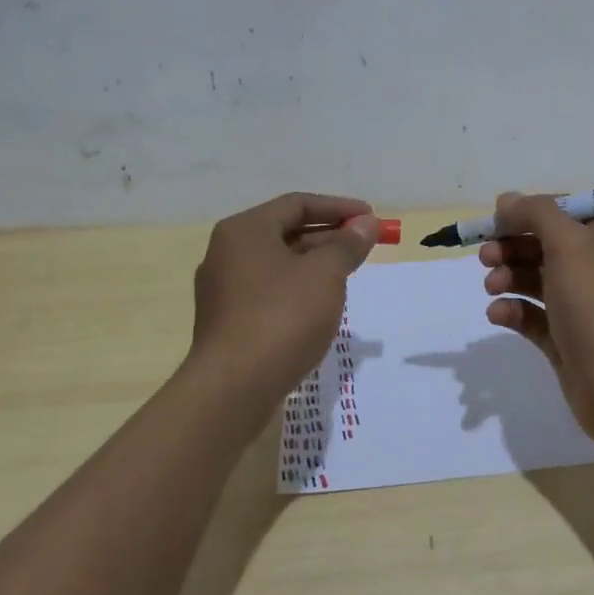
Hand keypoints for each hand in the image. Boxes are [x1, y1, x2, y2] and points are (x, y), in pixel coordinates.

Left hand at [190, 192, 380, 417]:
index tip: (370, 218)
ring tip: (349, 274)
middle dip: (329, 236)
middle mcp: (227, 253)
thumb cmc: (282, 317)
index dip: (339, 208)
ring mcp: (223, 290)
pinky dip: (298, 289)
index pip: (297, 204)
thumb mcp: (325, 274)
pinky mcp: (228, 322)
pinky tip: (322, 305)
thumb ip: (348, 244)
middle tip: (364, 246)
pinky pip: (270, 291)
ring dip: (316, 264)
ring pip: (279, 264)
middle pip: (286, 232)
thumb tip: (366, 224)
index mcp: (245, 230)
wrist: (233, 390)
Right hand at [480, 192, 593, 450]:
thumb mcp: (570, 244)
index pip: (564, 212)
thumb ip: (537, 213)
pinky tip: (498, 314)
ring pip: (536, 280)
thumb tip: (508, 200)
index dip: (528, 213)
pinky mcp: (567, 340)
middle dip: (512, 246)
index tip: (495, 221)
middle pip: (545, 245)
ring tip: (491, 287)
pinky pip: (533, 316)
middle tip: (486, 256)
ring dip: (508, 276)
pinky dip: (513, 310)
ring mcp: (583, 307)